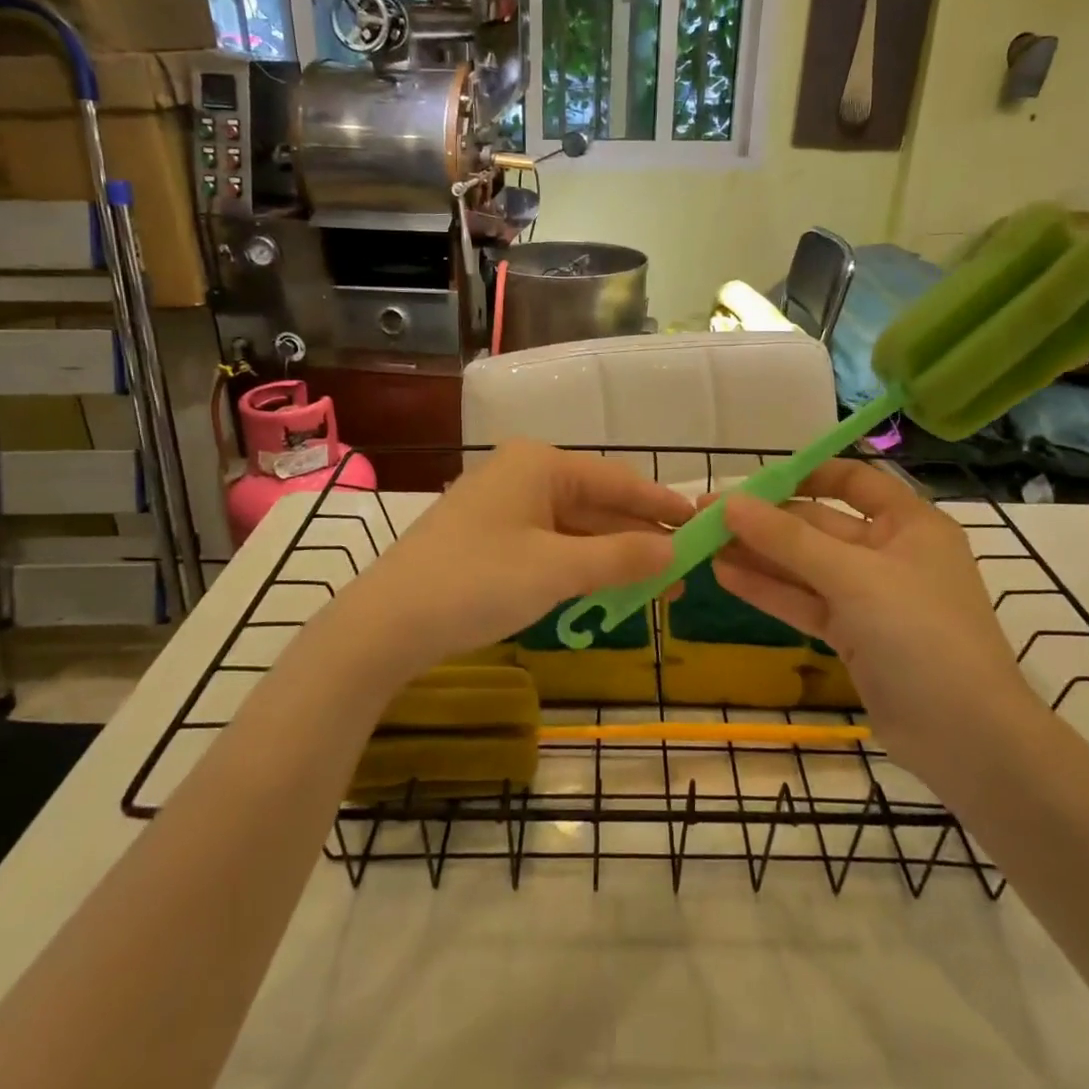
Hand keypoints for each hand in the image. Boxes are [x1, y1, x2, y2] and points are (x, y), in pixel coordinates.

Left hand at [320, 441, 692, 685]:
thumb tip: (674, 550)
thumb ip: (621, 556)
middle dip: (638, 540)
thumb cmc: (477, 582)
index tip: (702, 524)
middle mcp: (523, 475)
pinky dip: (578, 567)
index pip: (618, 481)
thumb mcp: (557, 570)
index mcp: (540, 464)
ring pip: (573, 528)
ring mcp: (503, 507)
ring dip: (610, 557)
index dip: (662, 504)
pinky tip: (603, 590)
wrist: (386, 624)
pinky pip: (549, 545)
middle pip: (597, 504)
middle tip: (681, 574)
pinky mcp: (489, 538)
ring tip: (652, 590)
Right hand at [711, 460, 1039, 782]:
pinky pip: (806, 602)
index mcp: (909, 523)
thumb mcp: (854, 577)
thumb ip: (788, 539)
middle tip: (706, 516)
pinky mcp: (854, 636)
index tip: (754, 480)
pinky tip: (725, 576)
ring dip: (759, 555)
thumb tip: (729, 503)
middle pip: (819, 525)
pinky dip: (769, 590)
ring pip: (806, 567)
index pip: (853, 482)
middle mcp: (889, 553)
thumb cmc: (921, 634)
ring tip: (703, 544)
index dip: (805, 475)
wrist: (967, 739)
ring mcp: (870, 598)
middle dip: (765, 521)